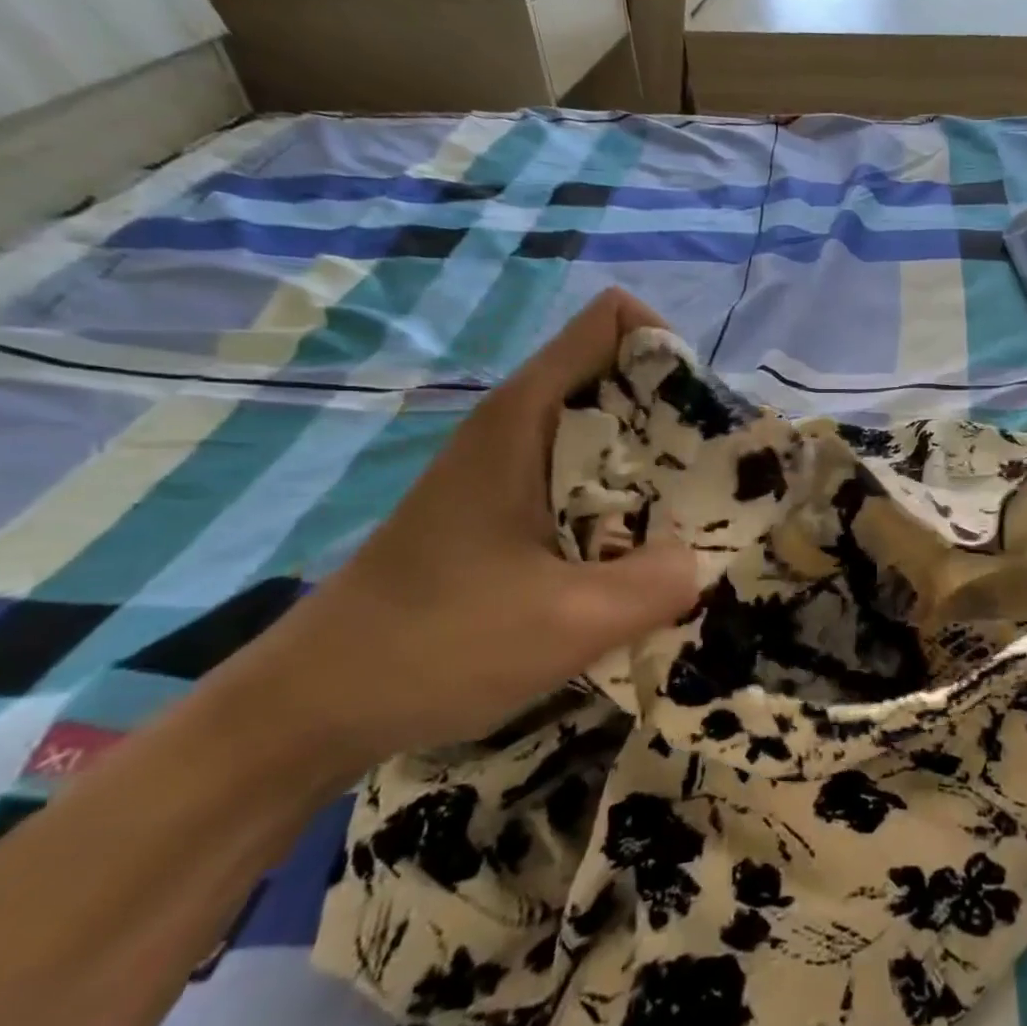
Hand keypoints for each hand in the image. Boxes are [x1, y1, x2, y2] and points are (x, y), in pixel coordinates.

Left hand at [210, 289, 699, 781]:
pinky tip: (634, 558)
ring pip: (607, 431)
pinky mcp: (504, 504)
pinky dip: (626, 502)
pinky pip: (586, 475)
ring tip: (685, 528)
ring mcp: (507, 464)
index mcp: (528, 415)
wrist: (314, 704)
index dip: (671, 355)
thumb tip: (705, 557)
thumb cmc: (436, 646)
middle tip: (712, 489)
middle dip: (679, 422)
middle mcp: (519, 422)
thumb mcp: (571, 621)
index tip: (702, 428)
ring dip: (656, 469)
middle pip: (621, 376)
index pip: (615, 320)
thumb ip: (659, 581)